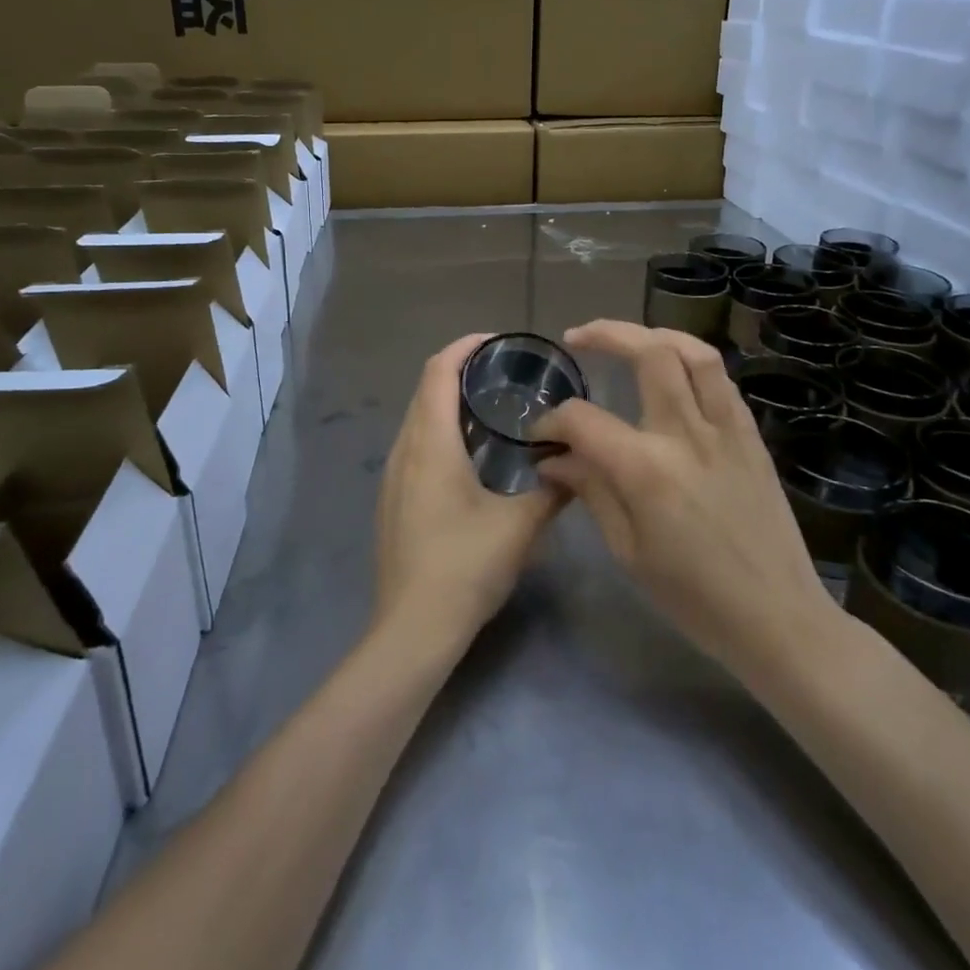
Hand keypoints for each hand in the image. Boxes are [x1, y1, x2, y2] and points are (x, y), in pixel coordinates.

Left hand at [374, 334, 567, 657]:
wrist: (413, 628)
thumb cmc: (465, 566)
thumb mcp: (520, 526)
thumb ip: (552, 491)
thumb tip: (577, 466)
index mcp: (431, 443)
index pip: (438, 372)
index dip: (464, 348)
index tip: (496, 341)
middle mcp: (405, 450)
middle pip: (426, 390)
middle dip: (459, 371)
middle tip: (503, 373)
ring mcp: (393, 476)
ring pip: (418, 419)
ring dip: (448, 403)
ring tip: (491, 409)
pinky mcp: (392, 500)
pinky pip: (414, 445)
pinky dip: (439, 431)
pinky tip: (469, 456)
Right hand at [534, 320, 841, 688]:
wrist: (778, 619)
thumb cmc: (694, 597)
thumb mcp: (628, 551)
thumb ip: (590, 490)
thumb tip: (553, 457)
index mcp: (647, 470)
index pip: (584, 420)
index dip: (552, 421)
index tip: (540, 433)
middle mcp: (687, 434)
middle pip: (648, 353)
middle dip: (605, 334)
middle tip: (577, 338)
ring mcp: (726, 430)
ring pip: (695, 352)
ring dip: (655, 334)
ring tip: (629, 338)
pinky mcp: (751, 436)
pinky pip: (721, 381)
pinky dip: (692, 362)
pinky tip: (673, 373)